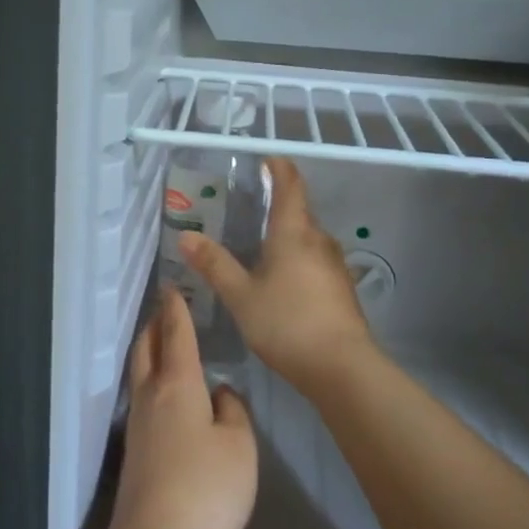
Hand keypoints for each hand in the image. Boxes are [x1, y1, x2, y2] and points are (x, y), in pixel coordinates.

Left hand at [105, 288, 257, 528]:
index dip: (176, 309)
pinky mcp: (134, 450)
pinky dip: (150, 378)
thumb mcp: (239, 448)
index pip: (176, 335)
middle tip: (165, 309)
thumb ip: (233, 413)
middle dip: (155, 325)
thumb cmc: (206, 488)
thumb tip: (219, 394)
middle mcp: (151, 395)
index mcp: (178, 384)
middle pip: (146, 348)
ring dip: (148, 349)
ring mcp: (137, 424)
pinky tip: (164, 392)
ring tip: (162, 342)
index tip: (173, 287)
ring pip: (139, 371)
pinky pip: (141, 396)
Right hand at [179, 157, 378, 398]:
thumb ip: (214, 264)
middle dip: (277, 206)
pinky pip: (315, 261)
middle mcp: (319, 240)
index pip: (290, 185)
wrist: (342, 368)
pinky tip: (282, 281)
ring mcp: (335, 265)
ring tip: (260, 246)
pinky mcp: (342, 289)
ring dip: (287, 236)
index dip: (279, 168)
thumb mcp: (241, 295)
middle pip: (299, 211)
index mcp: (294, 232)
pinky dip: (297, 260)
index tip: (266, 160)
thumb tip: (186, 235)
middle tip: (249, 209)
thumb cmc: (287, 322)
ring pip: (308, 239)